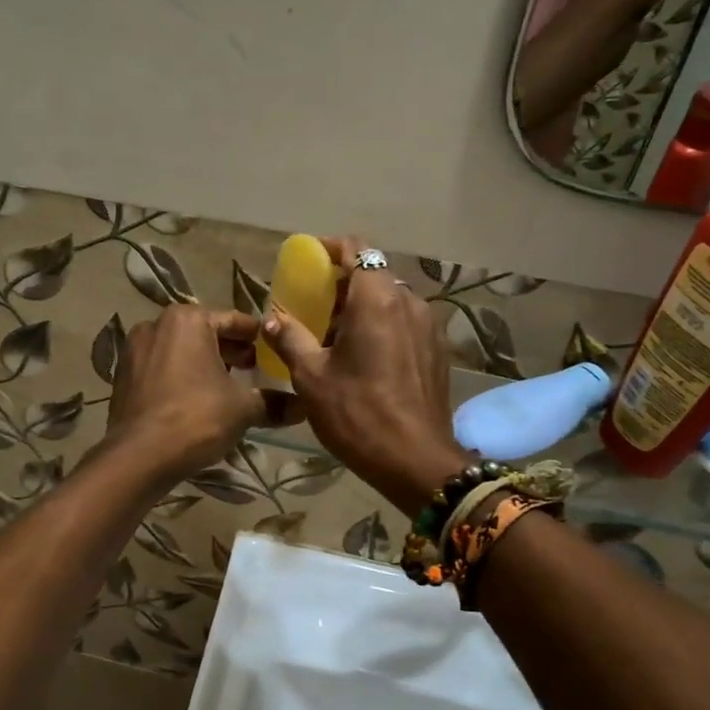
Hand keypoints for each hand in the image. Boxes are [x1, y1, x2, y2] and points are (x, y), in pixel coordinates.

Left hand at [103, 305, 278, 485]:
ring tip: (227, 387)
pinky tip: (195, 400)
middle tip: (254, 370)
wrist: (139, 456)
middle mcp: (156, 325)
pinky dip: (179, 377)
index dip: (257, 337)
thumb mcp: (242, 409)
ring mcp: (134, 350)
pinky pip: (160, 368)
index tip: (273, 349)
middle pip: (204, 333)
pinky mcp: (122, 376)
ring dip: (203, 364)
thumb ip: (273, 403)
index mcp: (187, 320)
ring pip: (180, 351)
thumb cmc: (196, 418)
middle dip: (229, 351)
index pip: (233, 321)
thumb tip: (304, 406)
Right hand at [260, 240, 472, 514]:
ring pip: (391, 300)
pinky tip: (366, 358)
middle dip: (343, 284)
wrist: (415, 461)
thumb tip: (271, 318)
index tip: (309, 262)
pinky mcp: (438, 350)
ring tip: (337, 336)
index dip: (331, 249)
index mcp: (376, 299)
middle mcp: (408, 302)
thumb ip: (289, 338)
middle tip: (314, 306)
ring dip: (363, 308)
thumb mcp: (311, 377)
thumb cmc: (357, 413)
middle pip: (374, 275)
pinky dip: (383, 327)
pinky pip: (406, 323)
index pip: (357, 250)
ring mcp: (429, 326)